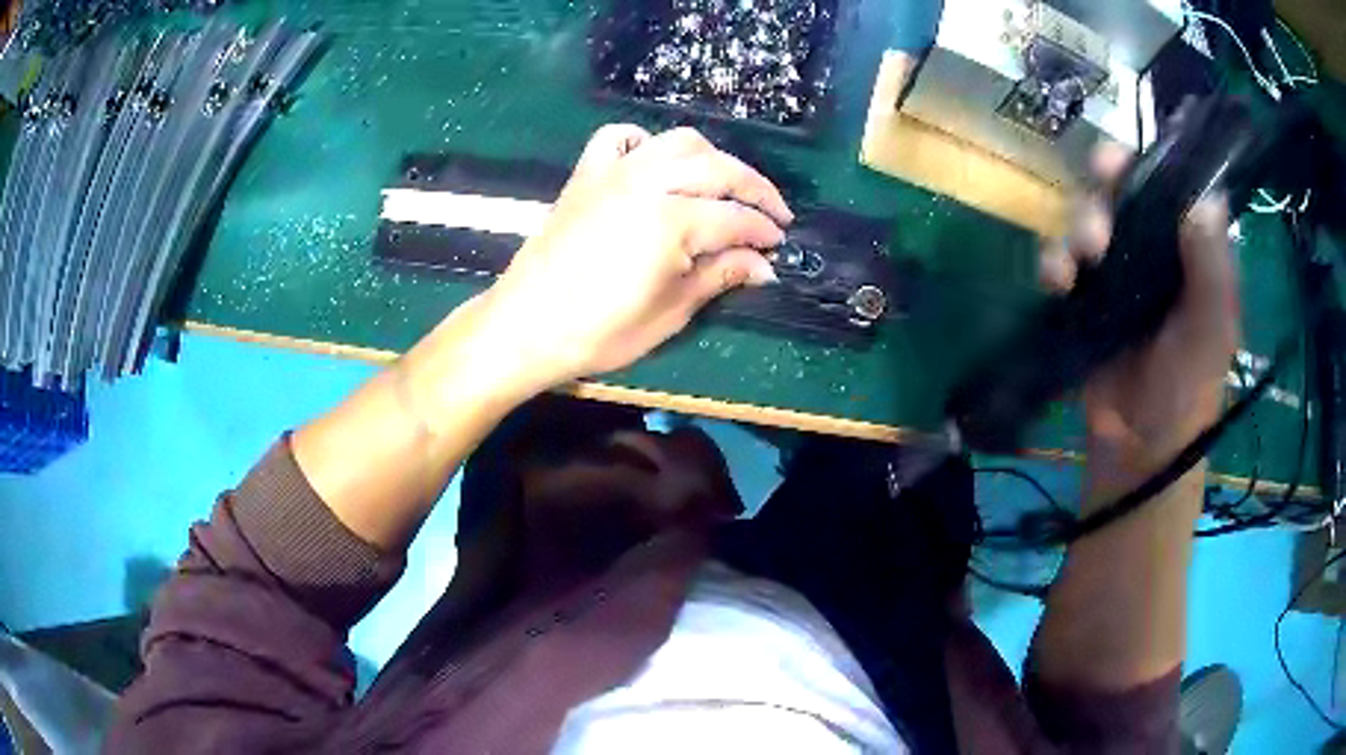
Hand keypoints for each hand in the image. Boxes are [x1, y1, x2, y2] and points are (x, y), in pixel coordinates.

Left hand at [478, 125, 792, 387]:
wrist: (526, 325)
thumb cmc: (599, 331)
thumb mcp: (669, 312)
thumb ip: (718, 276)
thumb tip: (763, 266)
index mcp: (671, 221)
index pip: (735, 218)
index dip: (764, 232)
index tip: (779, 247)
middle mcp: (648, 182)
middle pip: (718, 168)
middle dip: (756, 189)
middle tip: (775, 214)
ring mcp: (614, 171)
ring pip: (678, 142)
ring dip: (712, 158)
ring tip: (726, 185)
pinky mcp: (587, 173)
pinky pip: (619, 138)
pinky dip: (644, 142)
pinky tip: (655, 162)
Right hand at [1041, 144, 1239, 481]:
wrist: (1138, 448)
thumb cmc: (1186, 390)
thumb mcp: (1211, 330)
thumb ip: (1212, 267)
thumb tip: (1202, 197)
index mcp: (1188, 252)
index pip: (1169, 187)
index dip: (1148, 163)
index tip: (1129, 155)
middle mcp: (1152, 252)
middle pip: (1121, 194)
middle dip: (1106, 186)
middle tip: (1100, 185)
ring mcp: (1115, 275)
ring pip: (1087, 220)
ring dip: (1078, 225)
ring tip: (1083, 256)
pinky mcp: (1083, 300)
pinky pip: (1060, 262)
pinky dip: (1053, 263)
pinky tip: (1057, 282)